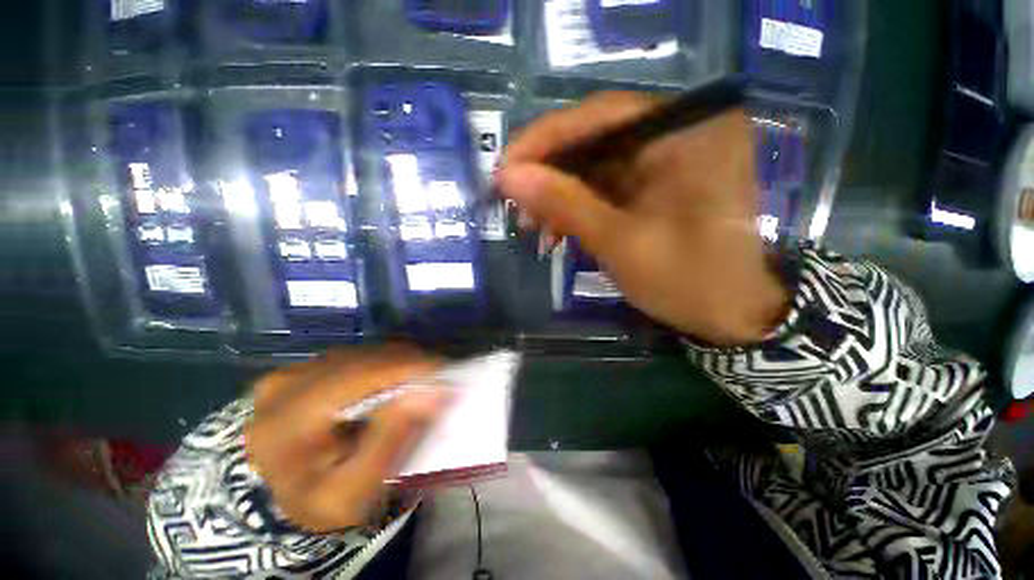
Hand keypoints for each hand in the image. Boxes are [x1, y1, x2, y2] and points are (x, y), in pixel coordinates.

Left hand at [244, 345, 447, 532]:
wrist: (269, 500)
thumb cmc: (313, 503)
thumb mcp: (353, 492)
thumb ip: (390, 442)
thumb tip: (432, 392)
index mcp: (286, 421)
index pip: (356, 376)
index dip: (405, 367)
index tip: (445, 370)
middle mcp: (285, 385)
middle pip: (363, 359)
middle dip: (408, 364)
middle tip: (439, 379)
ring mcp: (290, 372)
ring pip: (361, 354)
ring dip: (398, 363)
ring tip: (422, 379)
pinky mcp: (302, 369)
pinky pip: (355, 357)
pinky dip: (383, 365)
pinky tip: (396, 380)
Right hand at [497, 92, 788, 345]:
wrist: (736, 315)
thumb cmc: (688, 280)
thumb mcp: (619, 241)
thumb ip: (564, 203)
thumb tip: (508, 176)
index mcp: (685, 132)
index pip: (600, 115)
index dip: (545, 139)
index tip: (505, 166)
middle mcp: (679, 133)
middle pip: (596, 139)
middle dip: (549, 172)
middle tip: (514, 201)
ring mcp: (669, 160)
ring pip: (596, 165)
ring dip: (559, 194)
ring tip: (531, 225)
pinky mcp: (658, 186)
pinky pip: (607, 186)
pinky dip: (578, 206)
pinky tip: (556, 229)